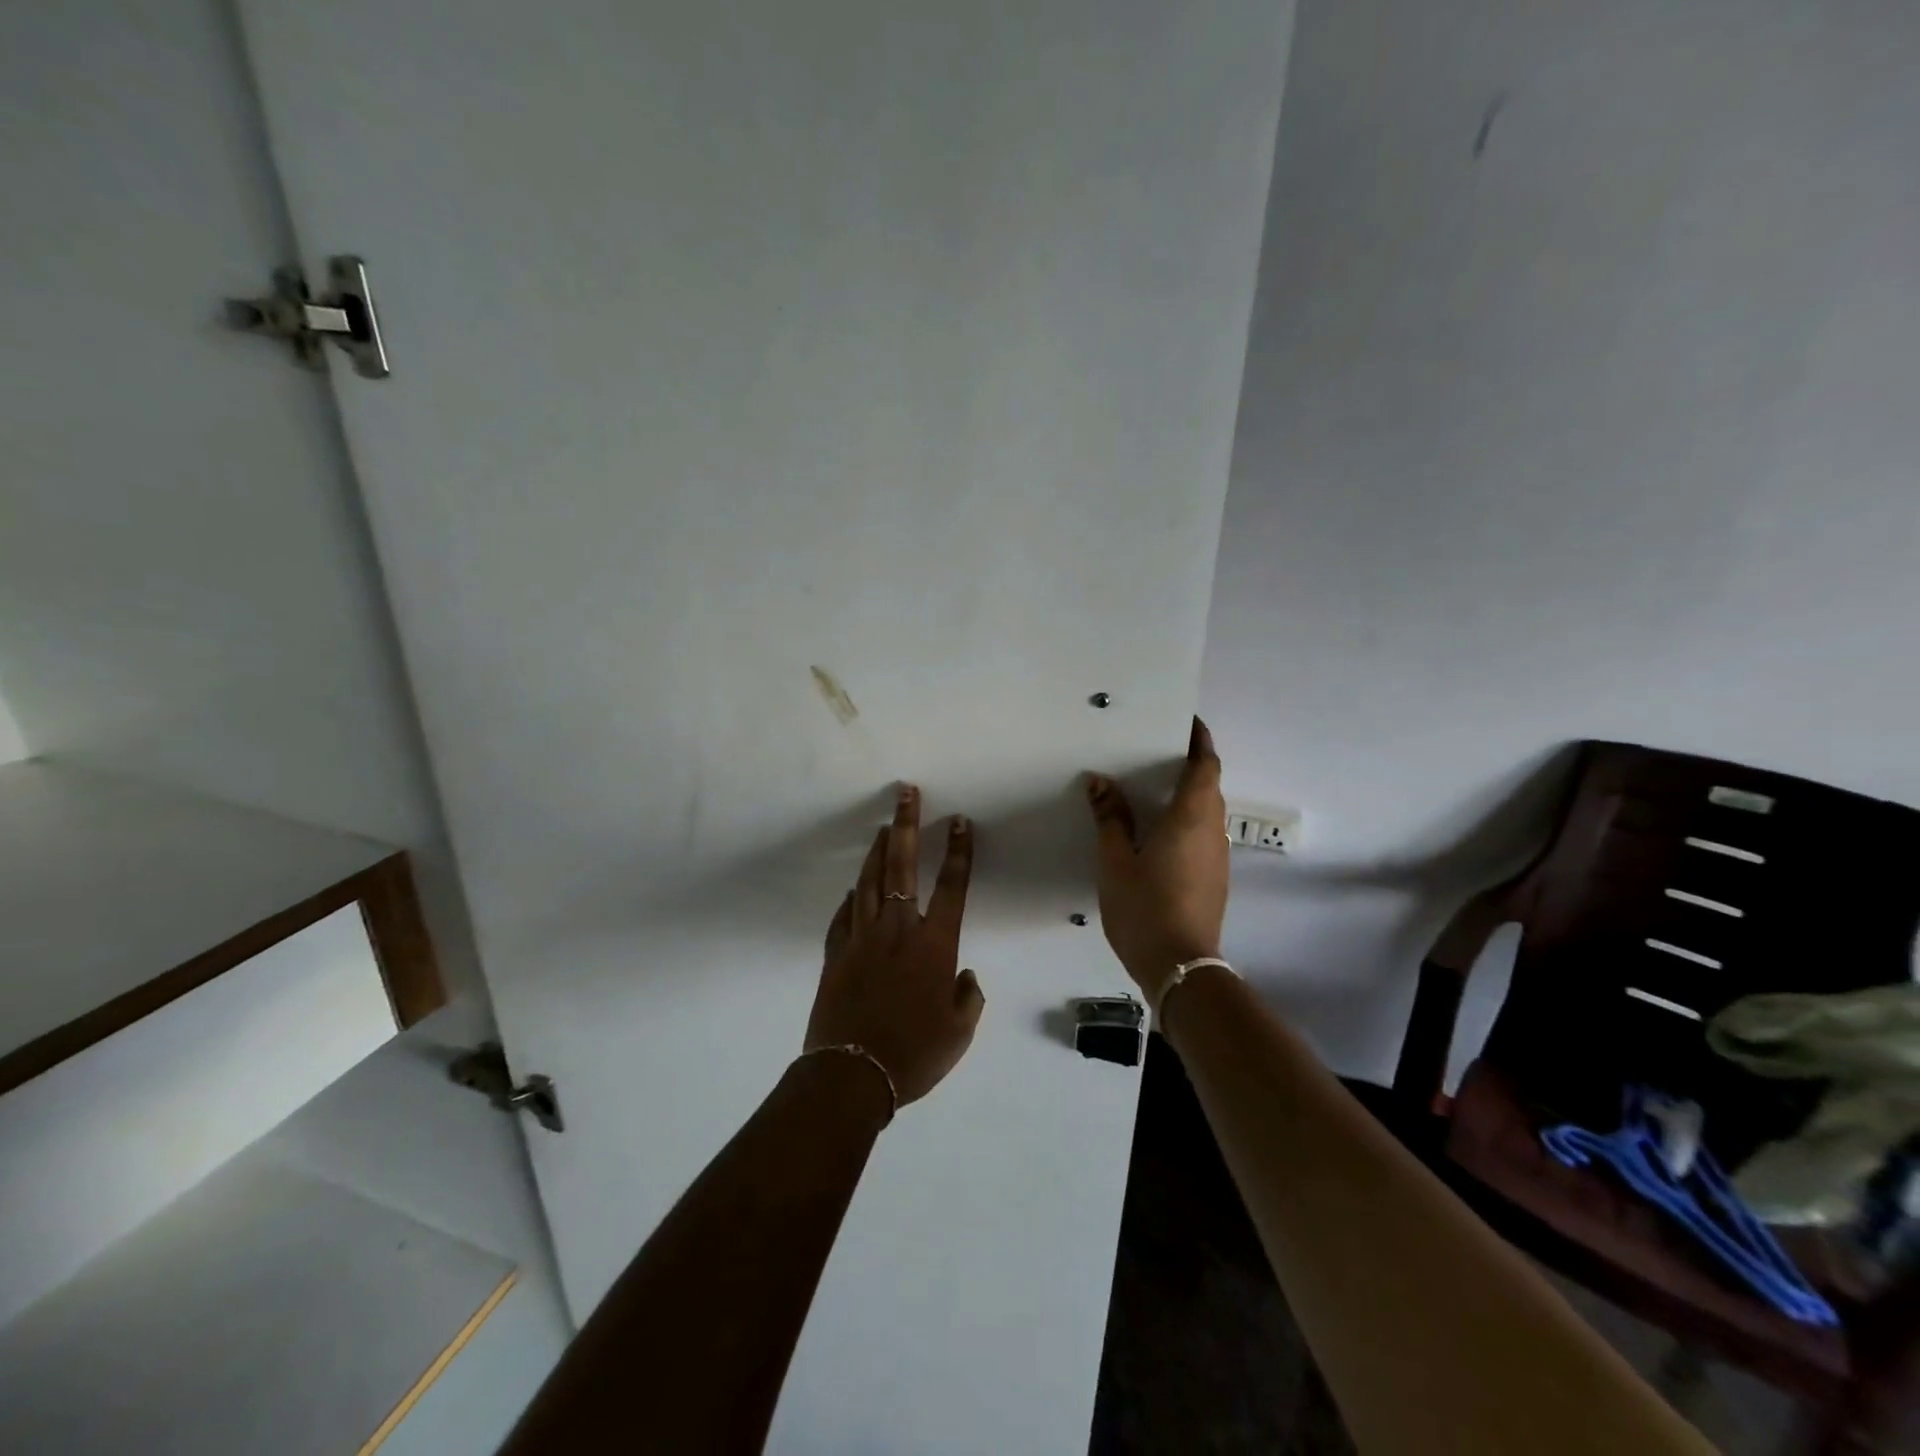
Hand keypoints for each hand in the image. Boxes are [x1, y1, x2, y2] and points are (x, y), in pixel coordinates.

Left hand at [805, 786, 983, 1108]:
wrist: (851, 1075)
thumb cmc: (914, 1054)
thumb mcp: (959, 1032)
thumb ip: (968, 997)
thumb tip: (963, 974)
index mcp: (933, 944)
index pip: (951, 886)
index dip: (958, 851)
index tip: (958, 821)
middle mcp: (897, 930)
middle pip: (901, 866)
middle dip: (906, 826)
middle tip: (906, 794)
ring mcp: (861, 939)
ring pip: (867, 882)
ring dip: (876, 851)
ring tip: (883, 828)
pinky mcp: (835, 954)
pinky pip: (843, 917)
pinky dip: (850, 899)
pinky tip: (853, 890)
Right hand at [1086, 717, 1228, 1005]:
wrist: (1179, 967)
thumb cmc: (1144, 907)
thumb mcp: (1115, 860)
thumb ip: (1110, 818)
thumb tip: (1100, 782)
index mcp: (1190, 818)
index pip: (1205, 766)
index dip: (1200, 741)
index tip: (1187, 723)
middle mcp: (1212, 831)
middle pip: (1209, 786)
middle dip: (1190, 765)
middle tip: (1156, 754)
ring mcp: (1217, 857)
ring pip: (1207, 812)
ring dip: (1189, 795)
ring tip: (1153, 790)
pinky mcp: (1215, 878)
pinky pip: (1203, 834)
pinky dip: (1187, 821)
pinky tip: (1159, 833)